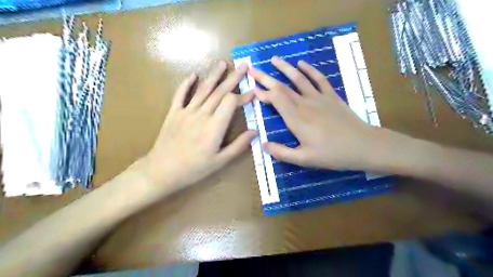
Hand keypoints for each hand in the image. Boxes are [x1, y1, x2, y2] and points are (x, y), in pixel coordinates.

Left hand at [140, 60, 257, 190]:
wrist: (162, 170)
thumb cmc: (194, 168)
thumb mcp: (220, 161)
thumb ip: (238, 145)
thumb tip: (255, 132)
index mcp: (215, 126)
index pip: (231, 102)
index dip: (243, 96)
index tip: (253, 92)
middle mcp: (202, 114)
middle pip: (219, 92)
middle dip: (233, 78)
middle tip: (244, 65)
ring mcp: (186, 111)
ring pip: (203, 89)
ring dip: (213, 75)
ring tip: (222, 63)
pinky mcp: (174, 113)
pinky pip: (180, 94)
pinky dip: (186, 84)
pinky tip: (193, 75)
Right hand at [251, 57, 380, 170]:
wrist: (363, 146)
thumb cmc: (332, 154)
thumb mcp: (304, 159)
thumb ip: (281, 152)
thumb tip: (263, 145)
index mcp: (296, 119)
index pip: (275, 99)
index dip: (263, 92)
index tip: (253, 87)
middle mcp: (304, 104)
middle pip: (282, 87)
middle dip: (266, 77)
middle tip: (253, 68)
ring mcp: (319, 98)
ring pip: (298, 79)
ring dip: (285, 68)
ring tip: (274, 59)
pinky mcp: (331, 96)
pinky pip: (319, 79)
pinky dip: (310, 70)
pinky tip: (302, 63)